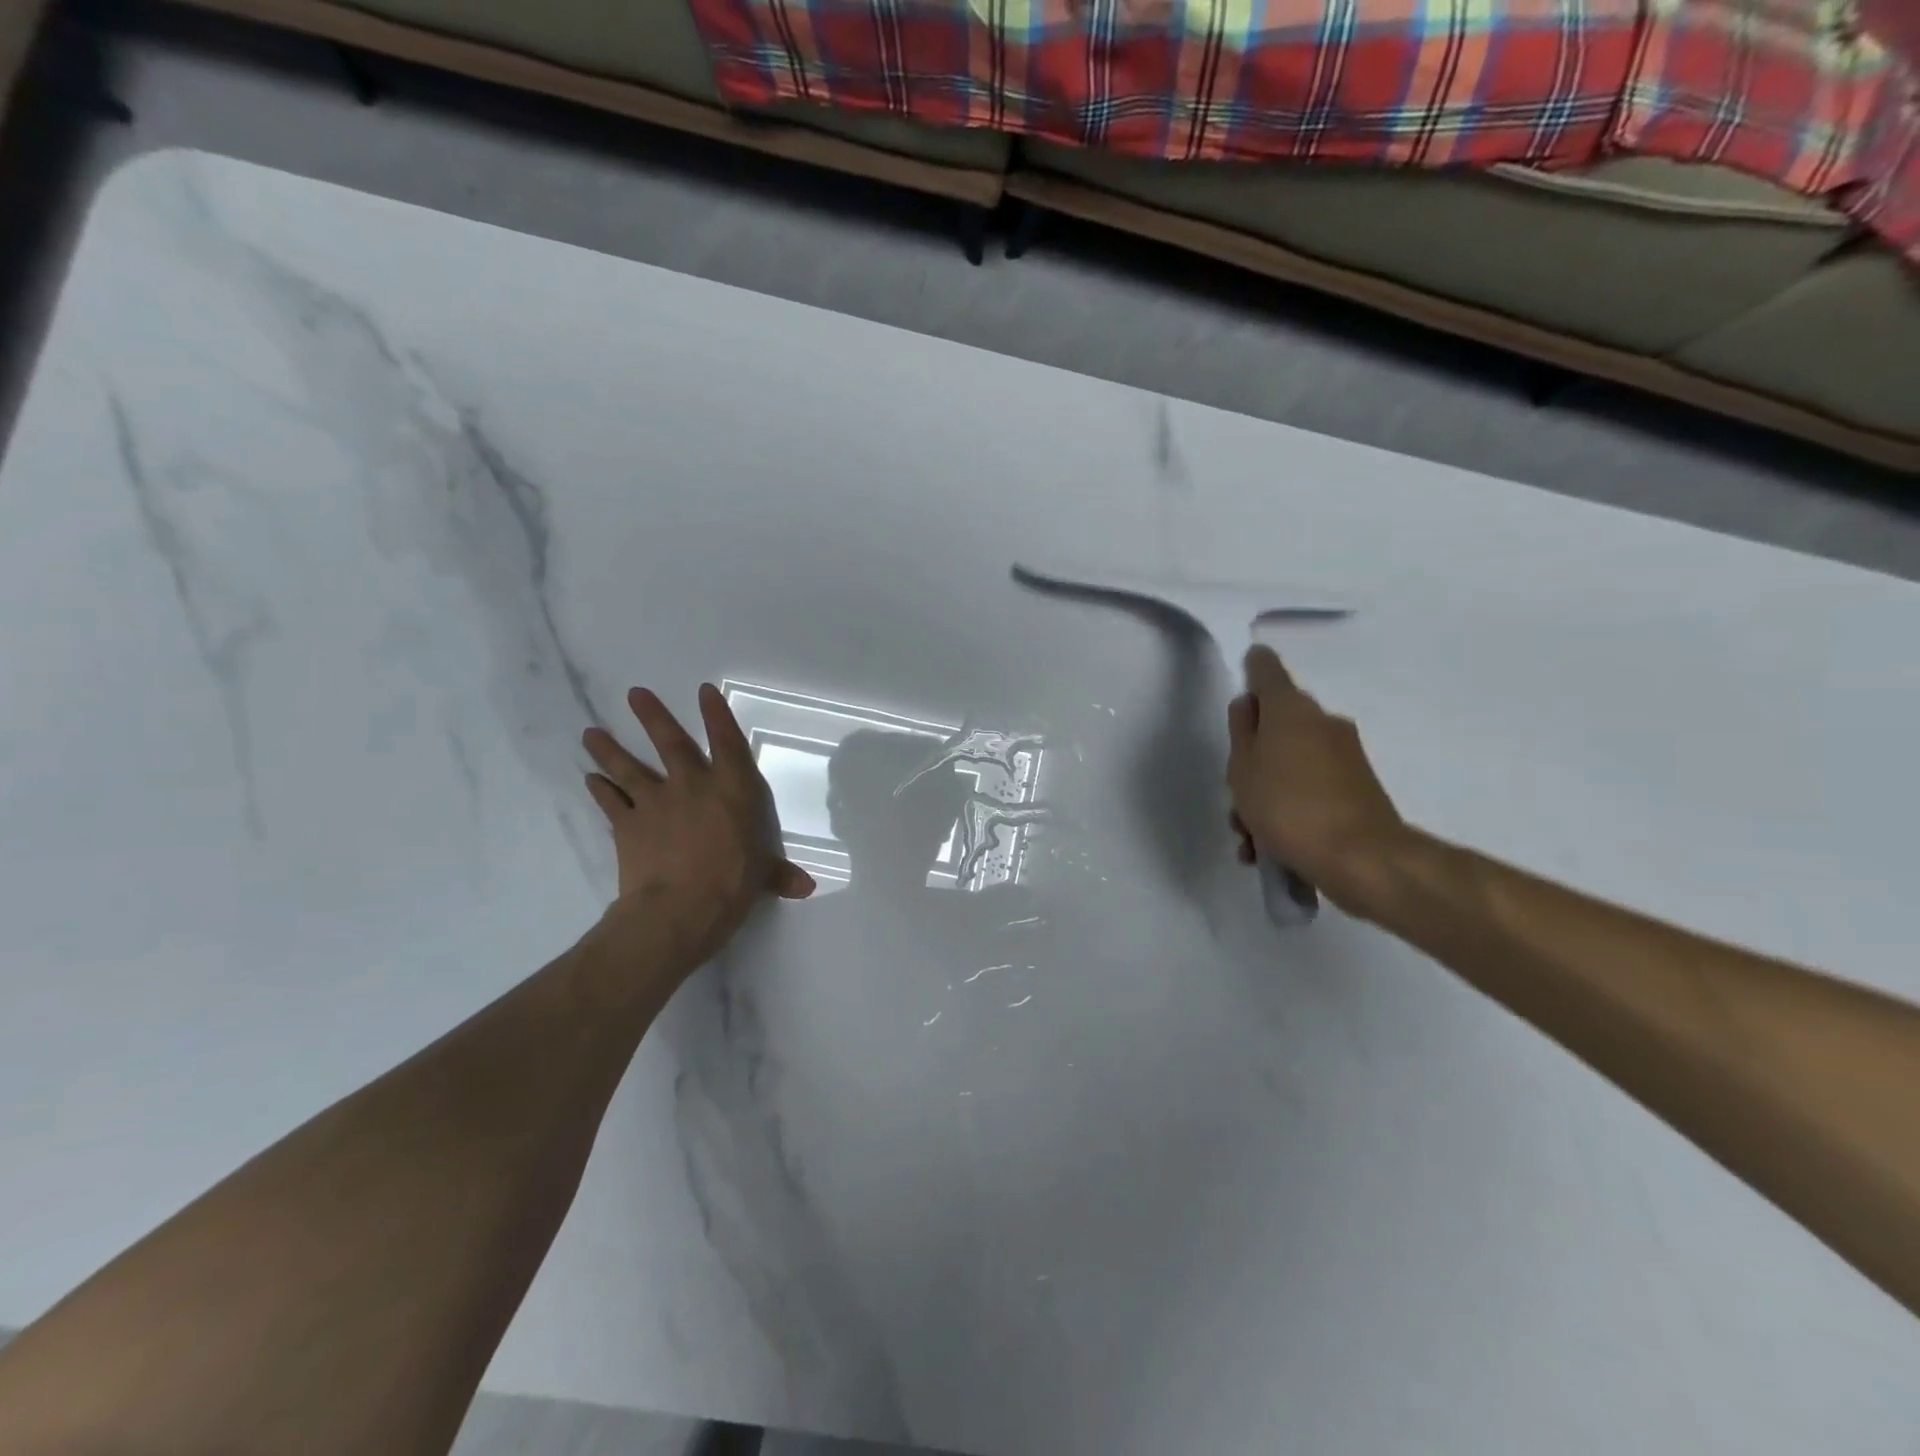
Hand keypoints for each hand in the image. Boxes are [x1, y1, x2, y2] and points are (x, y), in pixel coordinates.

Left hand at [584, 684, 814, 969]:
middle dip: (653, 715)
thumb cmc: (732, 885)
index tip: (704, 691)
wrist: (679, 909)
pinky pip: (610, 803)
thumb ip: (779, 874)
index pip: (726, 742)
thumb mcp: (762, 877)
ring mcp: (655, 802)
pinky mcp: (627, 825)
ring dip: (609, 749)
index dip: (716, 715)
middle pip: (670, 742)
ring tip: (590, 733)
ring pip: (628, 767)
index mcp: (732, 790)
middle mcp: (692, 785)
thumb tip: (806, 887)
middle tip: (634, 694)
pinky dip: (599, 791)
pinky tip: (590, 780)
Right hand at [1227, 647, 1407, 914]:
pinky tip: (1269, 850)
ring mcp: (1343, 756)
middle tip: (1234, 794)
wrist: (1361, 858)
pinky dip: (1287, 810)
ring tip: (1249, 839)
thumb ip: (1241, 732)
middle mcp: (1322, 723)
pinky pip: (1308, 789)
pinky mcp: (1356, 788)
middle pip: (1276, 726)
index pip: (1267, 670)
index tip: (1241, 675)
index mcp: (1292, 710)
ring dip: (1264, 794)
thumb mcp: (1243, 769)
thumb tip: (1248, 705)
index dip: (1251, 668)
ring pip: (1289, 763)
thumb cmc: (1288, 806)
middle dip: (1250, 758)